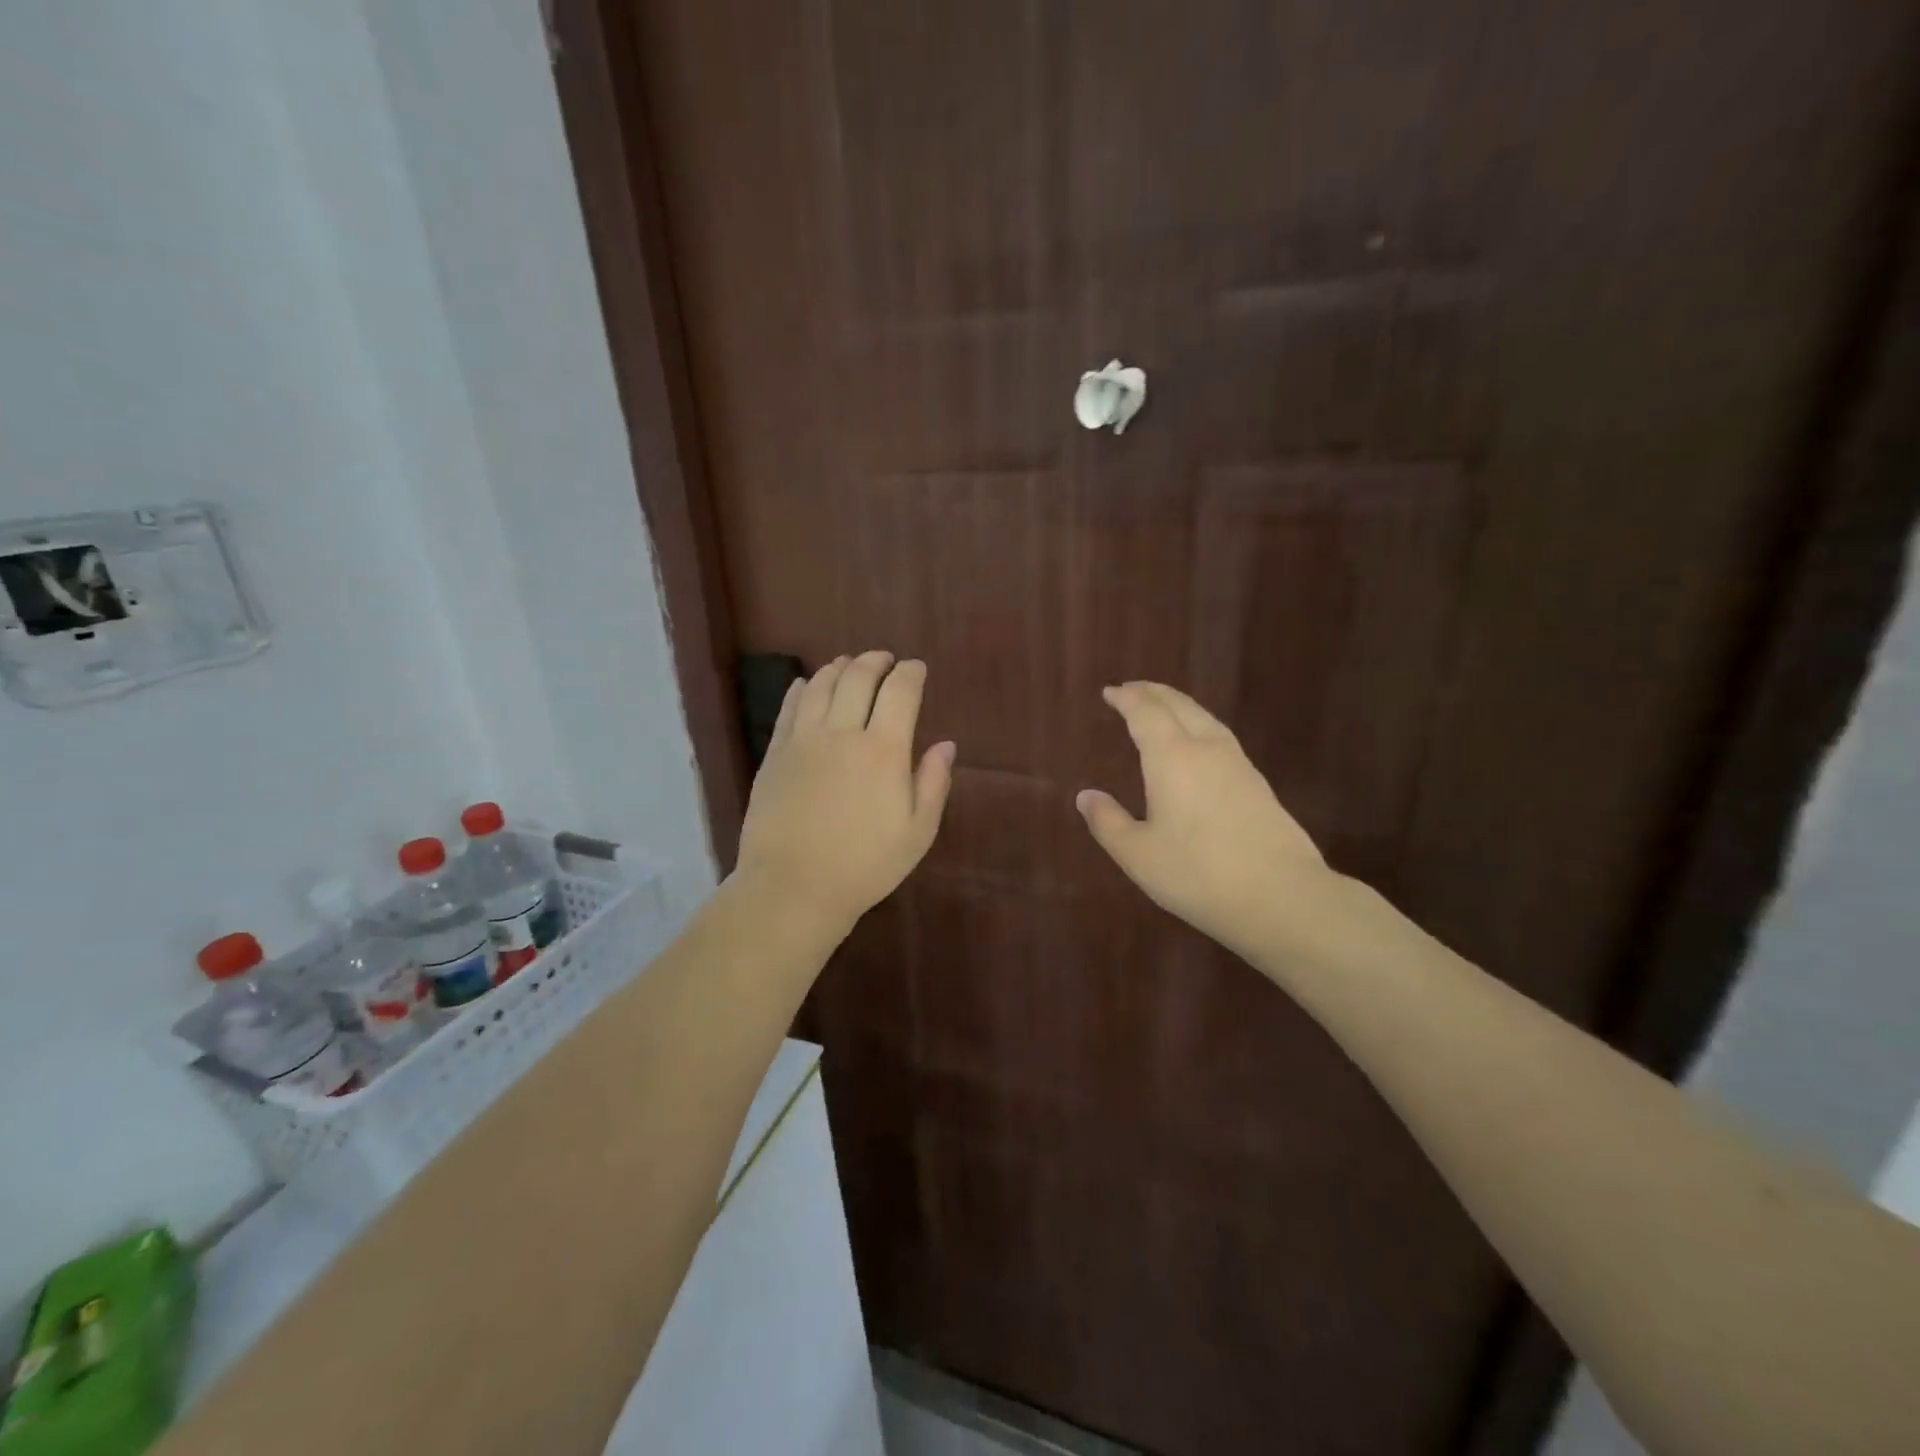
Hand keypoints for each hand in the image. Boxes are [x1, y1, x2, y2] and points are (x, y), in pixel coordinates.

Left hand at [734, 650, 955, 932]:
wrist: (793, 886)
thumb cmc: (865, 865)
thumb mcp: (917, 832)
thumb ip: (934, 783)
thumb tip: (946, 744)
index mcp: (884, 750)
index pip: (900, 692)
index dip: (911, 673)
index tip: (917, 668)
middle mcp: (843, 732)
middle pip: (859, 677)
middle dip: (876, 661)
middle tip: (885, 659)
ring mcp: (804, 740)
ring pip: (822, 685)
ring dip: (840, 667)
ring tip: (850, 664)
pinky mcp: (775, 753)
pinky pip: (790, 707)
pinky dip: (803, 688)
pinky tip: (809, 685)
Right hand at [1076, 682, 1341, 959]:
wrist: (1282, 897)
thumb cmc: (1197, 874)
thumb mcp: (1138, 854)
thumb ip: (1108, 822)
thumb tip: (1085, 796)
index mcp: (1172, 757)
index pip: (1146, 712)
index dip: (1127, 698)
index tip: (1110, 691)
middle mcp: (1206, 749)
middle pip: (1178, 705)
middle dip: (1153, 692)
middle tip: (1132, 689)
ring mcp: (1238, 764)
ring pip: (1205, 718)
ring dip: (1179, 705)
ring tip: (1162, 707)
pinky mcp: (1258, 783)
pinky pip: (1220, 736)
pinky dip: (1199, 725)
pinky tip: (1198, 744)